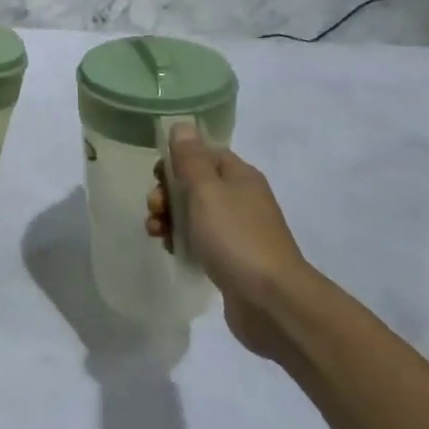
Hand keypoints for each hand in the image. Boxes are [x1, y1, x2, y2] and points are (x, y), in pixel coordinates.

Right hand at [147, 126, 311, 359]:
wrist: (272, 303)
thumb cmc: (236, 237)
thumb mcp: (206, 190)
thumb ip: (190, 158)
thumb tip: (183, 125)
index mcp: (240, 176)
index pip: (204, 153)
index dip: (177, 160)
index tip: (157, 176)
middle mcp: (242, 199)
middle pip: (196, 184)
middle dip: (168, 192)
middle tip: (155, 208)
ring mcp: (239, 231)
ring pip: (194, 214)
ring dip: (170, 218)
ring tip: (156, 233)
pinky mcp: (233, 260)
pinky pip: (201, 241)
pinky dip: (182, 241)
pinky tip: (170, 250)